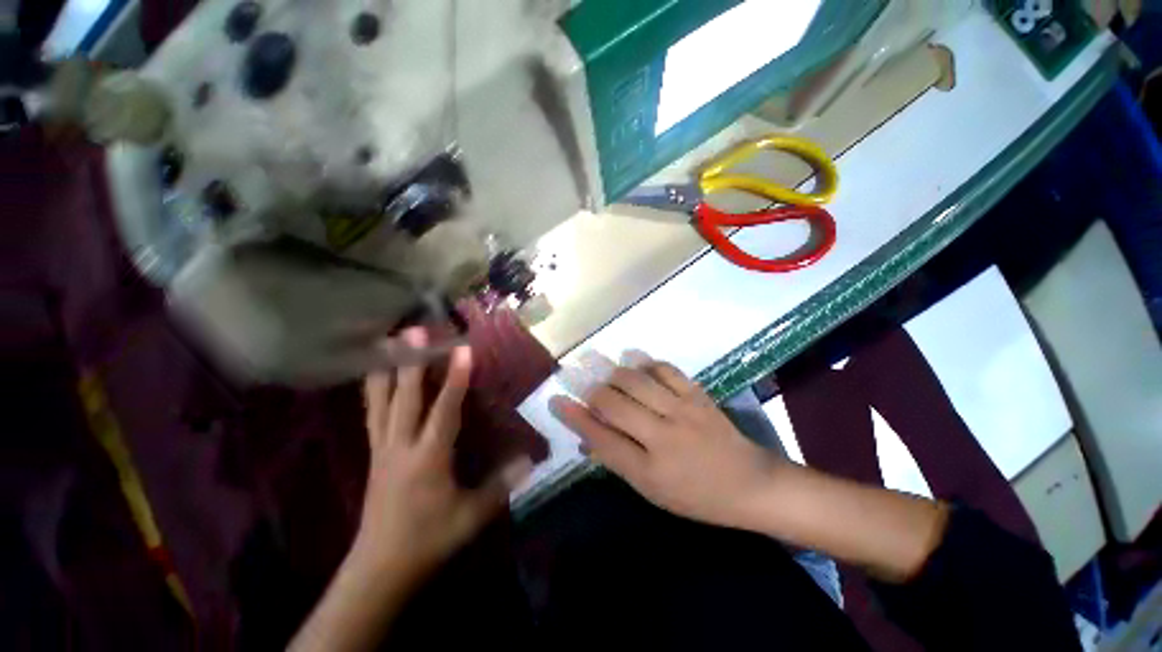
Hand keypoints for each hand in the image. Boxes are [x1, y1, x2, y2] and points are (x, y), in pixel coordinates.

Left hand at [355, 329, 531, 581]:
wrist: (379, 567)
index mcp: (428, 458)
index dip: (456, 379)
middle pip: (405, 397)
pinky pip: (372, 414)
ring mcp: (382, 448)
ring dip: (385, 370)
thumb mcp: (471, 516)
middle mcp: (401, 446)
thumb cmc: (429, 539)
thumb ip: (501, 485)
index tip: (463, 350)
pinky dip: (373, 390)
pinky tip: (373, 375)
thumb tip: (530, 459)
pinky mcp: (373, 453)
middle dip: (411, 362)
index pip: (445, 411)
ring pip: (380, 402)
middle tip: (414, 331)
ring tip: (385, 342)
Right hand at [549, 351, 785, 530]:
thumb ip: (618, 460)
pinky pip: (666, 369)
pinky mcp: (698, 394)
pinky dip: (645, 361)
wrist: (750, 483)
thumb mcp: (652, 490)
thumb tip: (588, 434)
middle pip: (614, 404)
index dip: (574, 417)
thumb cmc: (696, 495)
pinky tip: (633, 357)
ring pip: (636, 381)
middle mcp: (663, 437)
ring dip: (612, 371)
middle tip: (574, 376)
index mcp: (649, 471)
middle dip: (589, 388)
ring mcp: (683, 411)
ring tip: (597, 364)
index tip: (555, 400)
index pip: (600, 439)